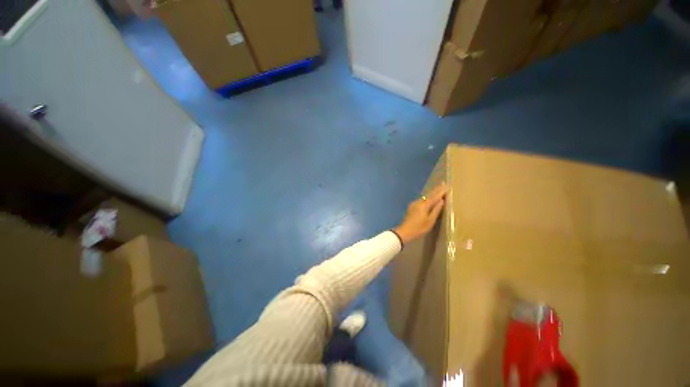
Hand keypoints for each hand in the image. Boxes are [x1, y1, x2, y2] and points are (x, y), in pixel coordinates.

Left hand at [393, 183, 447, 244]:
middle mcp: (418, 202)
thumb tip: (441, 201)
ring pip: (424, 197)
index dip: (441, 191)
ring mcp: (413, 204)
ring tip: (437, 189)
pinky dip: (427, 198)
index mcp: (424, 205)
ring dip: (431, 193)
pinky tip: (429, 198)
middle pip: (428, 194)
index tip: (447, 185)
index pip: (434, 196)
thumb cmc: (419, 228)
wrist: (404, 231)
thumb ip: (436, 210)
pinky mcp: (411, 207)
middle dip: (436, 189)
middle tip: (442, 183)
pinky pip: (421, 200)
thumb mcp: (430, 221)